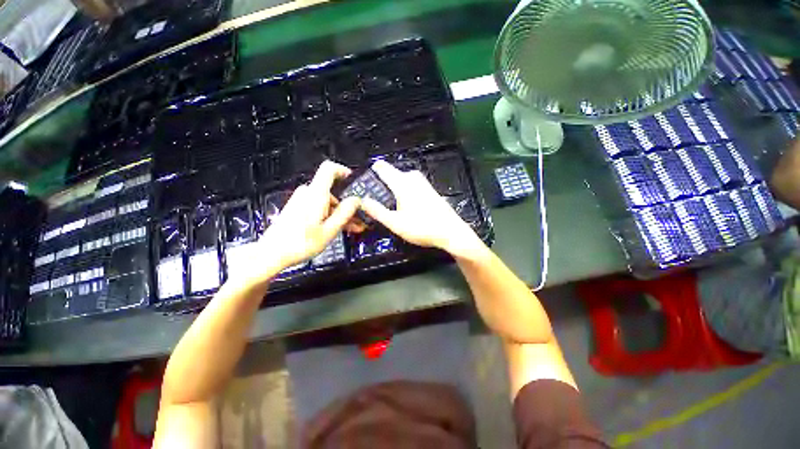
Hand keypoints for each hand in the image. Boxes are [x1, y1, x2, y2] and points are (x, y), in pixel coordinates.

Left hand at [254, 161, 360, 278]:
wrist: (272, 254)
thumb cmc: (299, 244)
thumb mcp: (329, 230)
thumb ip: (345, 213)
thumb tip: (356, 200)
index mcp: (315, 195)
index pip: (329, 169)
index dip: (343, 171)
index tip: (353, 182)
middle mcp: (307, 194)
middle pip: (332, 191)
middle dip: (346, 205)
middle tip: (357, 219)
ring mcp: (301, 202)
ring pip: (327, 202)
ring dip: (339, 213)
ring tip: (350, 227)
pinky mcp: (298, 209)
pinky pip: (318, 207)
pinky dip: (329, 215)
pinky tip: (337, 227)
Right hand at [361, 160, 484, 259]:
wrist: (451, 232)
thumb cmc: (422, 228)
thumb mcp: (395, 223)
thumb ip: (377, 211)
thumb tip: (363, 200)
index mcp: (402, 182)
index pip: (382, 167)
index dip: (371, 172)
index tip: (365, 182)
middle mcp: (412, 177)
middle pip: (392, 174)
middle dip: (383, 185)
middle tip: (377, 201)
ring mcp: (423, 182)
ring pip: (402, 180)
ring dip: (394, 189)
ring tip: (391, 206)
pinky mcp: (430, 189)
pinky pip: (411, 185)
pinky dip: (405, 192)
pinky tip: (407, 207)